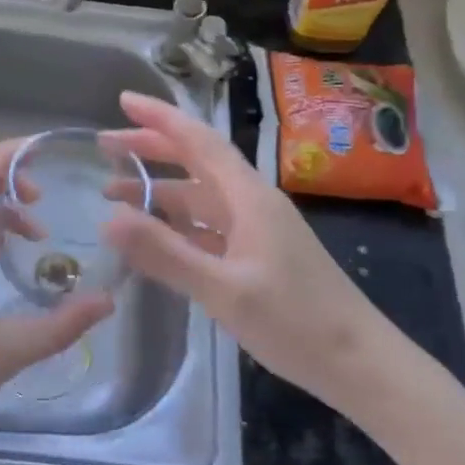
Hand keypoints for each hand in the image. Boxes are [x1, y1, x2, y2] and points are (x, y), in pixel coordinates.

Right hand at [101, 91, 408, 411]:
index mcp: (247, 196)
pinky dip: (176, 224)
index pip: (198, 141)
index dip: (160, 118)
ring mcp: (255, 230)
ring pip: (199, 196)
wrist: (359, 364)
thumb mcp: (224, 290)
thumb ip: (165, 254)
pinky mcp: (256, 256)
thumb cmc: (296, 322)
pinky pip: (207, 226)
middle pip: (195, 162)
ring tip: (113, 193)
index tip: (123, 101)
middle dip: (150, 149)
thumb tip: (107, 220)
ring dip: (158, 190)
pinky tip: (153, 236)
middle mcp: (251, 202)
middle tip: (105, 146)